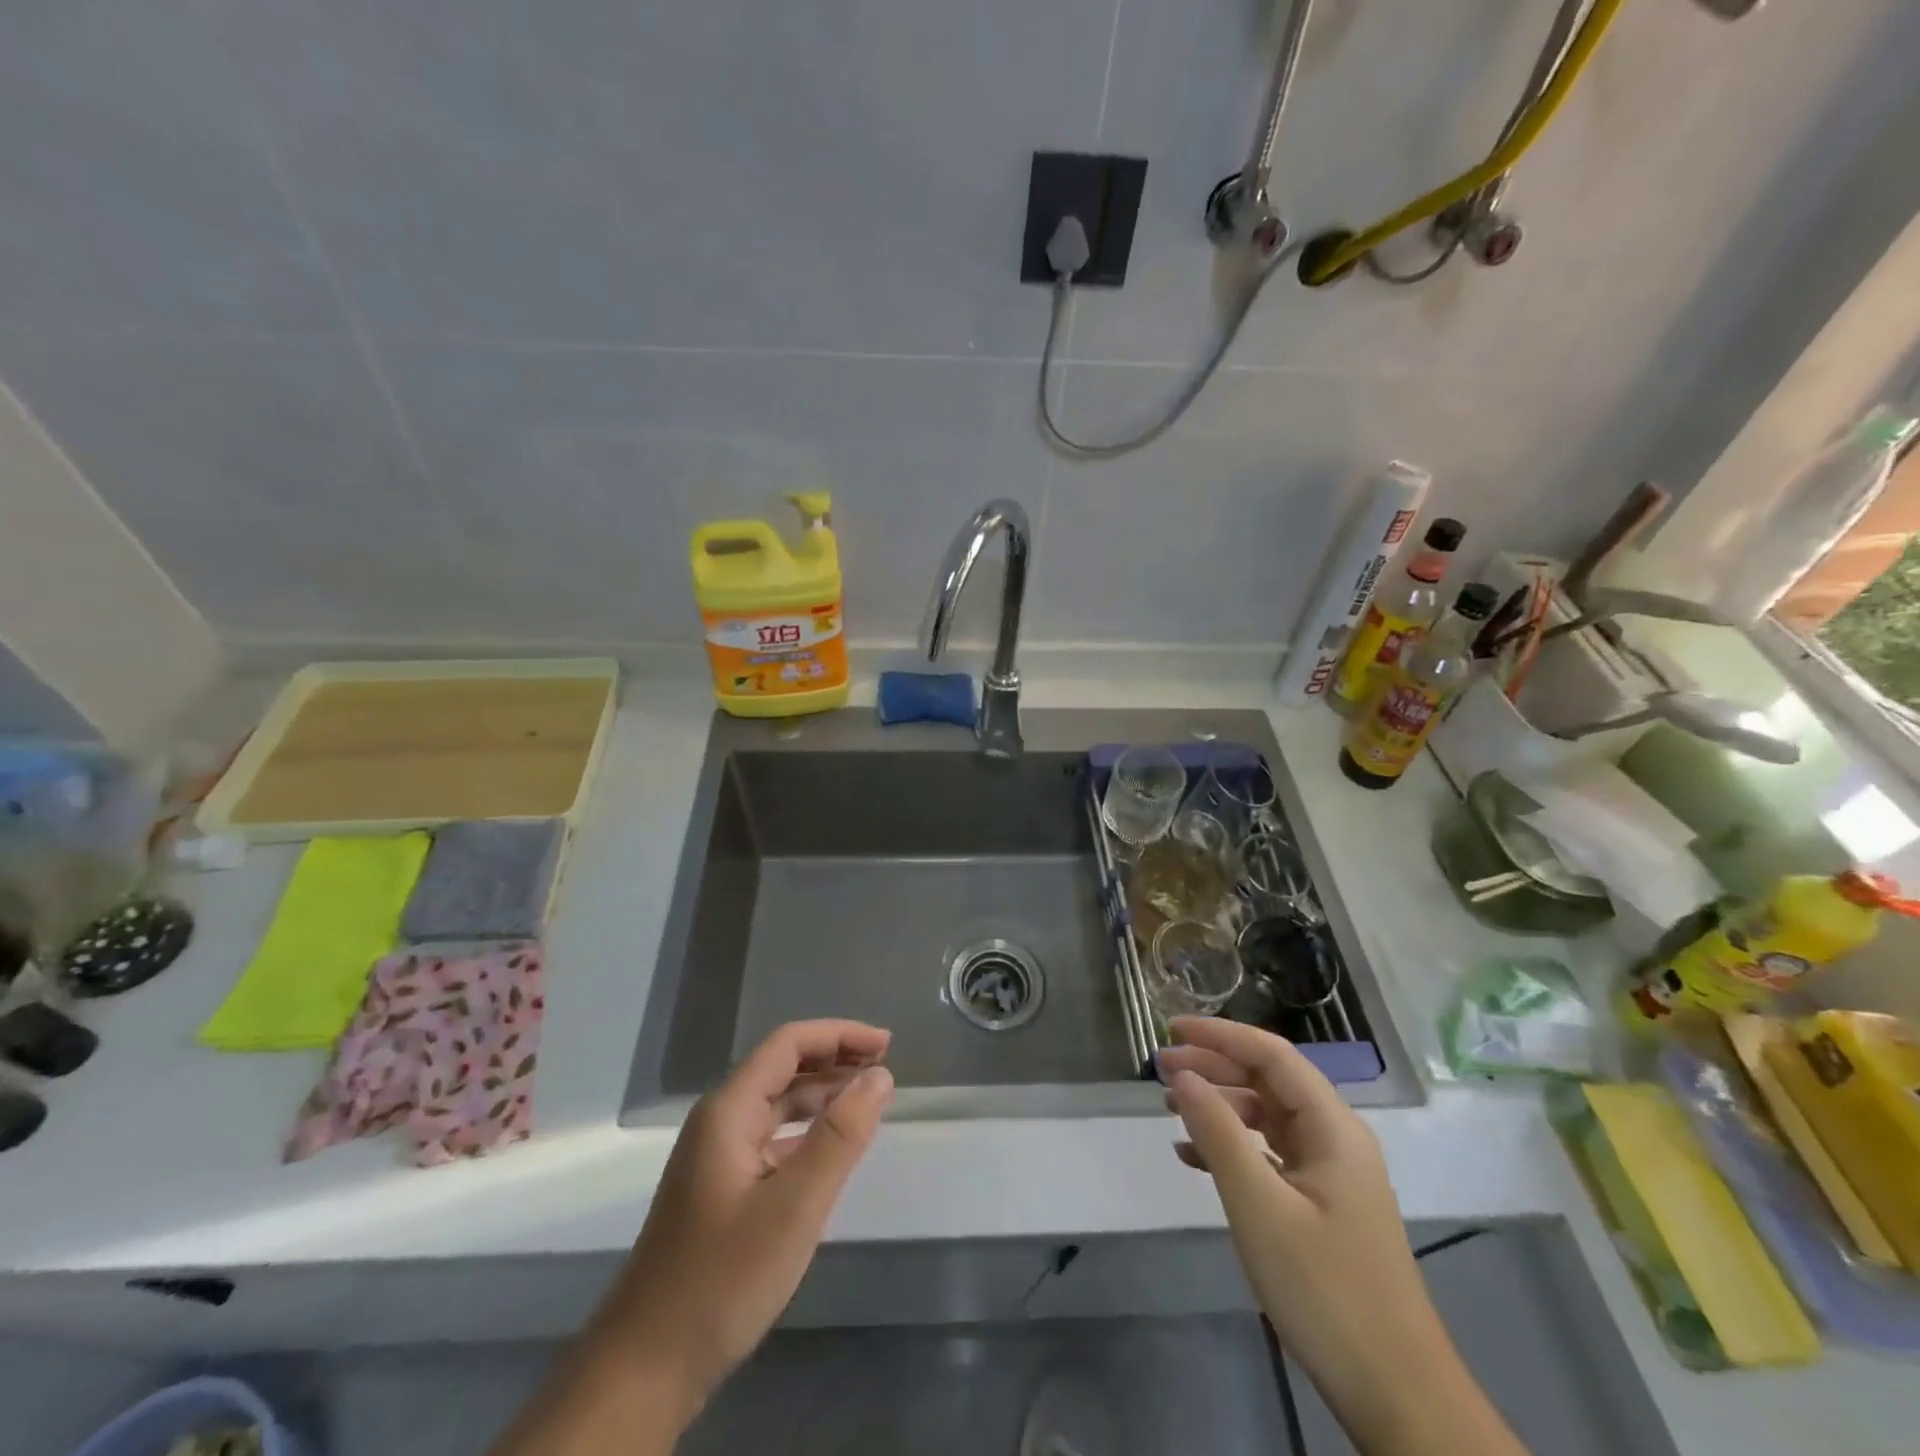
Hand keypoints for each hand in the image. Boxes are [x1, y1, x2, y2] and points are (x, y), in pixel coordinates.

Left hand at [599, 1020, 894, 1420]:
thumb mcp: (794, 1206)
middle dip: (835, 1058)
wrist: (645, 1368)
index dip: (839, 1034)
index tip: (886, 1043)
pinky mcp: (722, 1188)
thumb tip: (879, 1075)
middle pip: (783, 1067)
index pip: (789, 1044)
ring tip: (869, 1099)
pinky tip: (832, 1147)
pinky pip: (772, 1138)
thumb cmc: (722, 1278)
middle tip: (886, 1066)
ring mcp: (717, 1156)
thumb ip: (840, 1136)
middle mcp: (720, 1121)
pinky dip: (807, 1130)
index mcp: (729, 1110)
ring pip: (778, 1104)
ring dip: (823, 1093)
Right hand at [1162, 1018, 1514, 1454]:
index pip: (1272, 1055)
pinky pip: (1269, 1154)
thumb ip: (1218, 1133)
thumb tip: (1181, 1074)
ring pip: (1267, 1116)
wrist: (1396, 1395)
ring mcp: (1330, 1174)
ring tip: (1170, 1109)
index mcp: (1333, 1128)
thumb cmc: (1326, 1291)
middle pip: (1269, 1081)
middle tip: (1161, 1069)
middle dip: (1214, 1067)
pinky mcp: (1321, 1205)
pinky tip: (1194, 1158)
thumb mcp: (1260, 1207)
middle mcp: (1335, 1139)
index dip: (1221, 1035)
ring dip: (1220, 1106)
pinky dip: (1231, 1146)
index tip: (1172, 1028)